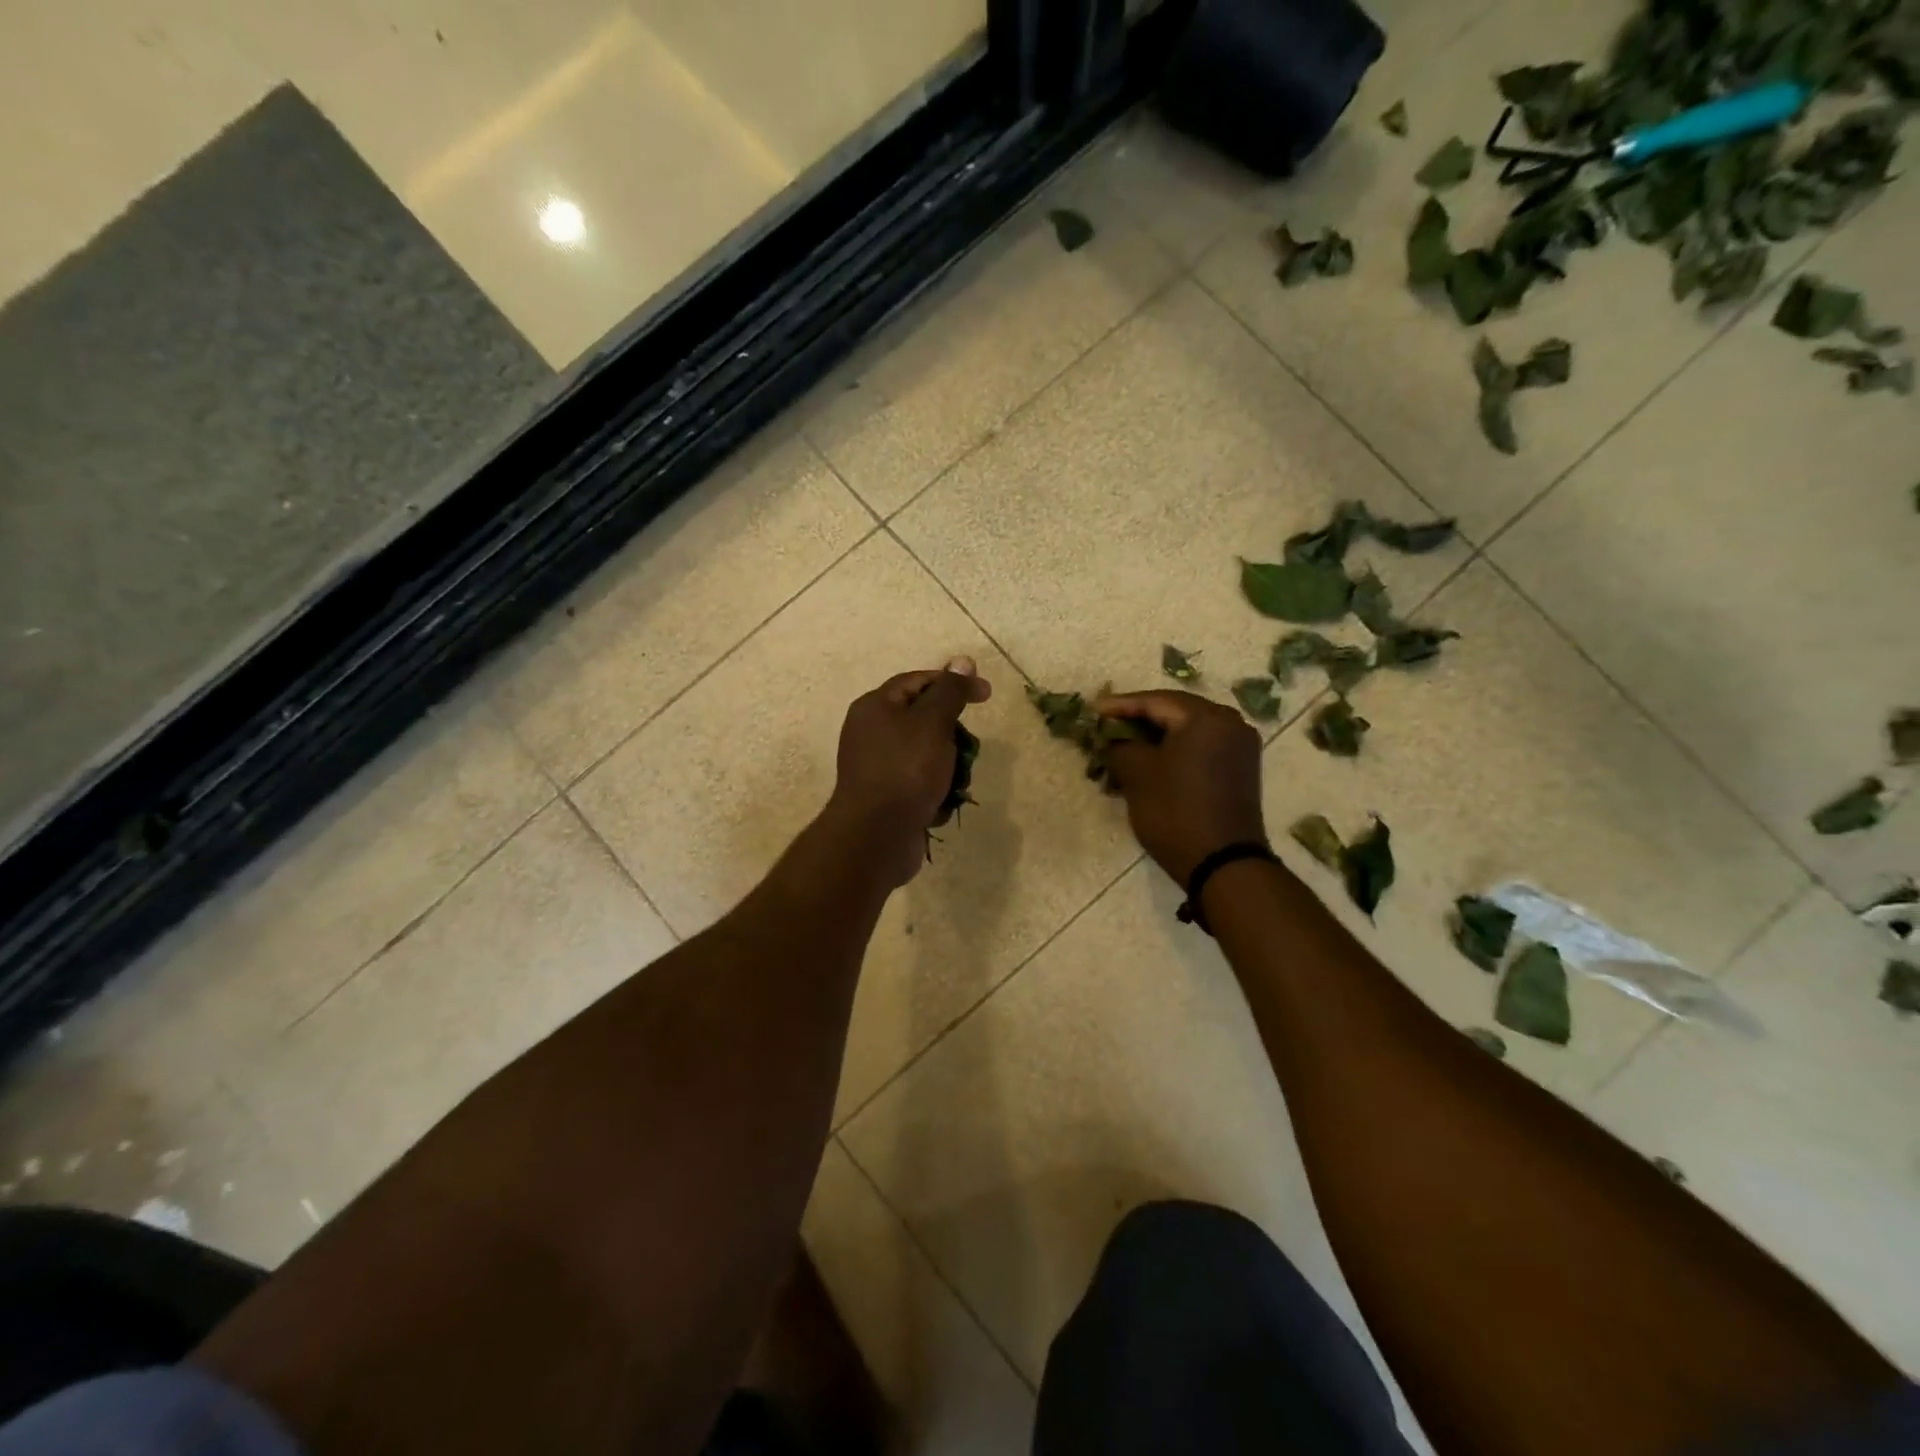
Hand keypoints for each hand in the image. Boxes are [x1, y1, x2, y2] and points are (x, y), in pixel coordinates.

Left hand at [827, 658, 992, 886]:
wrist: (877, 836)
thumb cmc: (906, 770)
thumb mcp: (933, 722)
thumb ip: (950, 691)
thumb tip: (963, 661)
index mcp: (875, 706)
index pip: (919, 681)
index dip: (954, 683)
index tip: (986, 694)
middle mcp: (871, 732)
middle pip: (924, 719)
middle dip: (952, 733)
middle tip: (968, 747)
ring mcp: (878, 766)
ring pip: (927, 754)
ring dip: (949, 766)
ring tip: (957, 781)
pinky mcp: (887, 796)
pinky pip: (920, 783)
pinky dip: (935, 791)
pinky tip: (941, 804)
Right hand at [1095, 690, 1266, 886]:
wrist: (1223, 863)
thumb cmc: (1176, 811)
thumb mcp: (1137, 775)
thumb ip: (1119, 746)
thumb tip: (1110, 739)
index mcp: (1206, 718)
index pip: (1155, 701)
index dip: (1121, 706)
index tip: (1093, 710)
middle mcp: (1230, 724)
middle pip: (1174, 712)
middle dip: (1138, 720)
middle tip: (1107, 725)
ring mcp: (1239, 747)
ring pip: (1187, 731)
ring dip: (1155, 738)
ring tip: (1123, 746)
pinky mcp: (1239, 769)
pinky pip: (1200, 748)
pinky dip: (1174, 751)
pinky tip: (1150, 762)